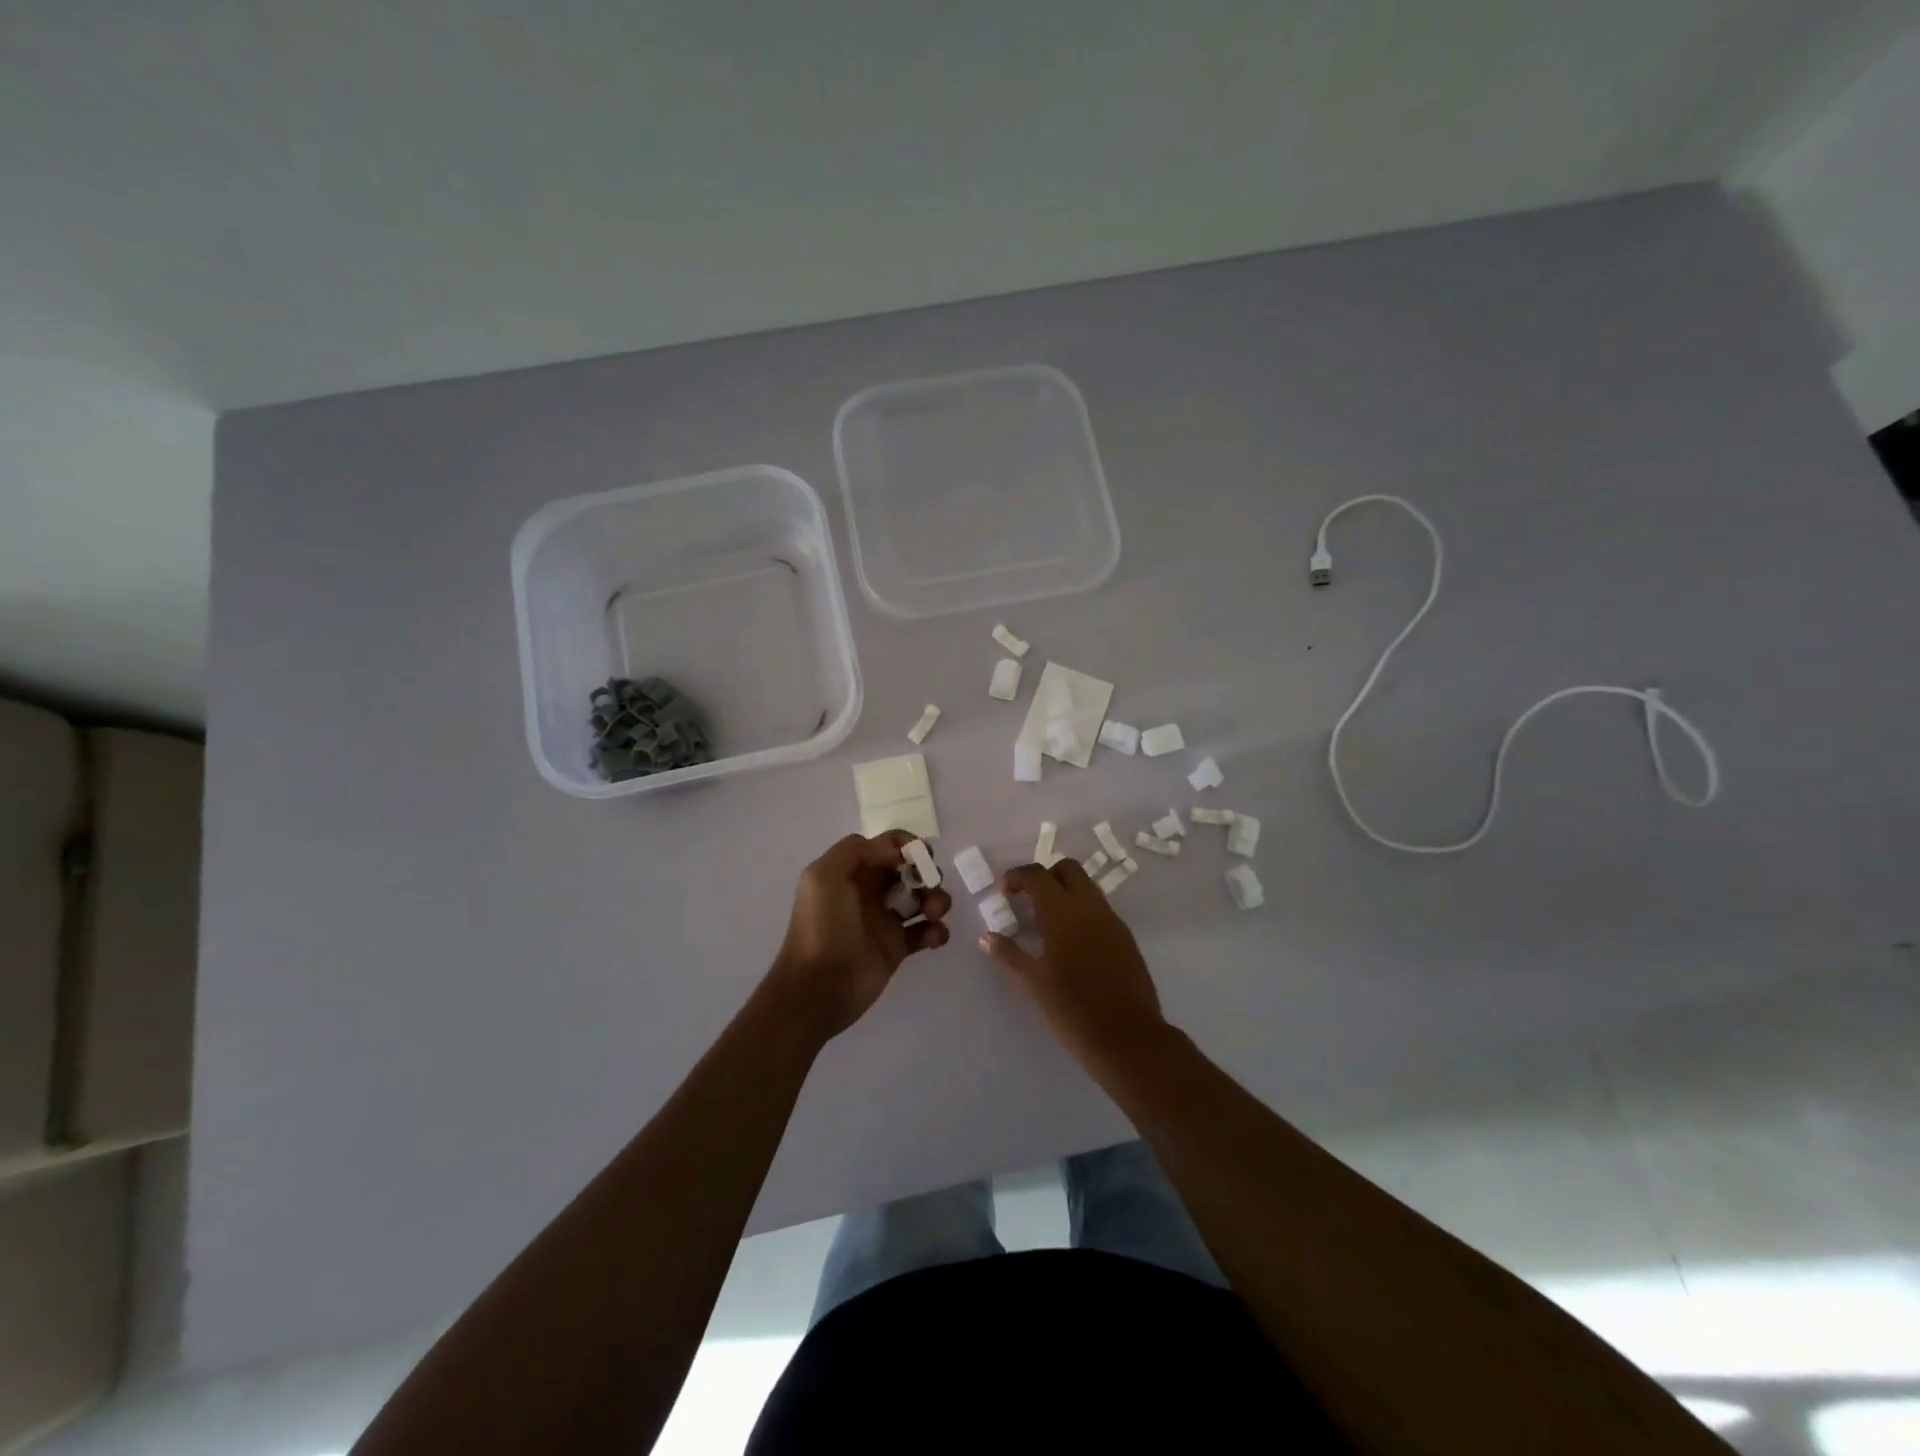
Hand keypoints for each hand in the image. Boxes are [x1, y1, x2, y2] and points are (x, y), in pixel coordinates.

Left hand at [769, 831, 951, 1039]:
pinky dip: (938, 930)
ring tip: (934, 913)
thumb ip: (856, 851)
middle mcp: (870, 891)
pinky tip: (934, 937)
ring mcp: (886, 920)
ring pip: (922, 898)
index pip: (886, 846)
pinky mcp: (898, 948)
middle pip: (909, 869)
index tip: (920, 855)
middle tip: (930, 882)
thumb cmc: (821, 928)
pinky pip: (927, 931)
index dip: (907, 844)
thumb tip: (896, 851)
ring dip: (936, 899)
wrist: (818, 988)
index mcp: (852, 871)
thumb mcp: (823, 877)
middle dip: (926, 871)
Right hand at [980, 861, 1167, 1066]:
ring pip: (1087, 888)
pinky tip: (1072, 943)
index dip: (1017, 876)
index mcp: (1063, 912)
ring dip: (1066, 893)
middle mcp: (1090, 907)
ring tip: (1048, 923)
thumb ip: (1008, 955)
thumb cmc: (1072, 1008)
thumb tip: (986, 937)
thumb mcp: (1032, 983)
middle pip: (1068, 869)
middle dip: (1045, 876)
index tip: (1004, 892)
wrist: (1127, 1037)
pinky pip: (1100, 910)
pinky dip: (1082, 912)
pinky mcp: (1126, 938)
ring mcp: (1112, 921)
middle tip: (1028, 900)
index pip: (1037, 875)